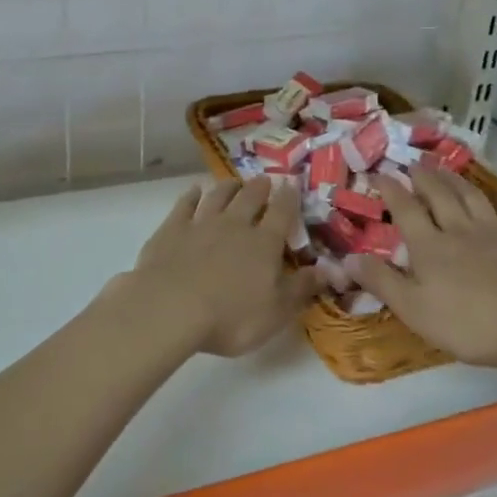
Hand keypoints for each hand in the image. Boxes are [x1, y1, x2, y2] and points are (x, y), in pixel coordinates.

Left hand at [114, 178, 319, 357]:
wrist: (170, 308)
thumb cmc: (230, 317)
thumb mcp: (275, 312)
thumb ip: (301, 289)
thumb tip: (325, 271)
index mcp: (264, 243)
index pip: (282, 213)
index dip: (289, 198)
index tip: (292, 185)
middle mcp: (234, 225)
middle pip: (250, 198)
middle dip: (259, 188)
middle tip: (264, 180)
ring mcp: (201, 223)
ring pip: (218, 196)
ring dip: (228, 187)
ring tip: (234, 182)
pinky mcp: (172, 229)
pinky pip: (184, 205)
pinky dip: (191, 196)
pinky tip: (194, 192)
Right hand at [349, 165, 496, 374]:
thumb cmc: (467, 324)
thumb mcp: (413, 309)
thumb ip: (381, 281)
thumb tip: (347, 257)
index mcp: (430, 246)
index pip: (406, 209)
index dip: (391, 189)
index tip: (379, 172)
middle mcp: (461, 230)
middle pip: (440, 196)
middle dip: (424, 177)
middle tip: (414, 161)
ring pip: (474, 199)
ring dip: (458, 181)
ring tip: (447, 169)